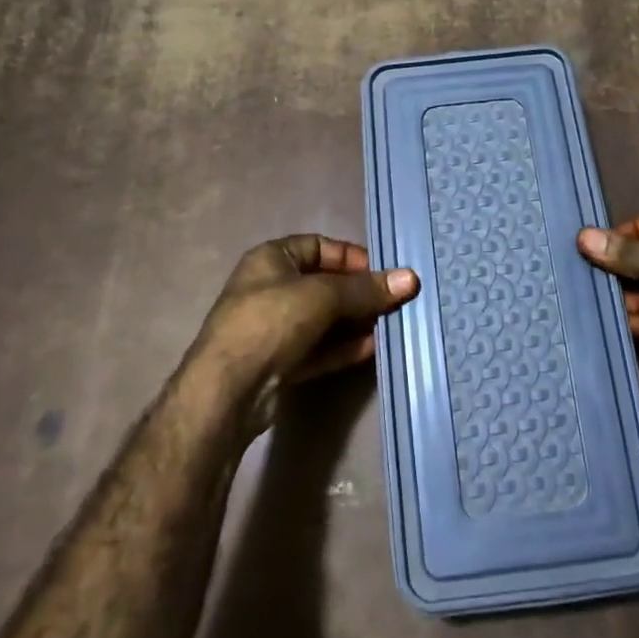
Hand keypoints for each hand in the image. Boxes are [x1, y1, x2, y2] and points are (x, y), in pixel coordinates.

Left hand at [193, 235, 419, 425]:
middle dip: (359, 293)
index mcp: (271, 258)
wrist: (228, 391)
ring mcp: (274, 328)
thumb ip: (366, 289)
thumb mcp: (323, 296)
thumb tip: (410, 278)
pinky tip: (373, 348)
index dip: (351, 256)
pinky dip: (344, 347)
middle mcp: (271, 288)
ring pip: (323, 319)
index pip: (318, 246)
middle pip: (324, 284)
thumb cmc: (271, 321)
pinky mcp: (280, 363)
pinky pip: (319, 348)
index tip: (382, 273)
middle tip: (394, 301)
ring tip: (391, 324)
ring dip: (355, 321)